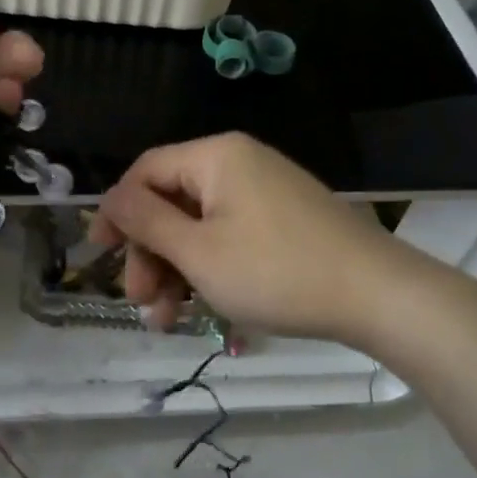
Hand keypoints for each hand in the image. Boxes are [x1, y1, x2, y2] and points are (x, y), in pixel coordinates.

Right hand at [91, 132, 426, 346]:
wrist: (377, 295)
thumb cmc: (275, 271)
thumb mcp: (198, 251)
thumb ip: (146, 221)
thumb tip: (110, 200)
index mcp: (215, 156)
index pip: (145, 172)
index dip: (117, 213)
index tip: (98, 256)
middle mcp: (238, 163)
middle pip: (171, 202)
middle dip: (150, 254)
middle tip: (141, 302)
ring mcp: (264, 192)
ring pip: (199, 225)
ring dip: (176, 269)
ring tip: (167, 321)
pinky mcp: (283, 220)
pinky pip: (229, 235)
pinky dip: (209, 268)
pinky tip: (200, 309)